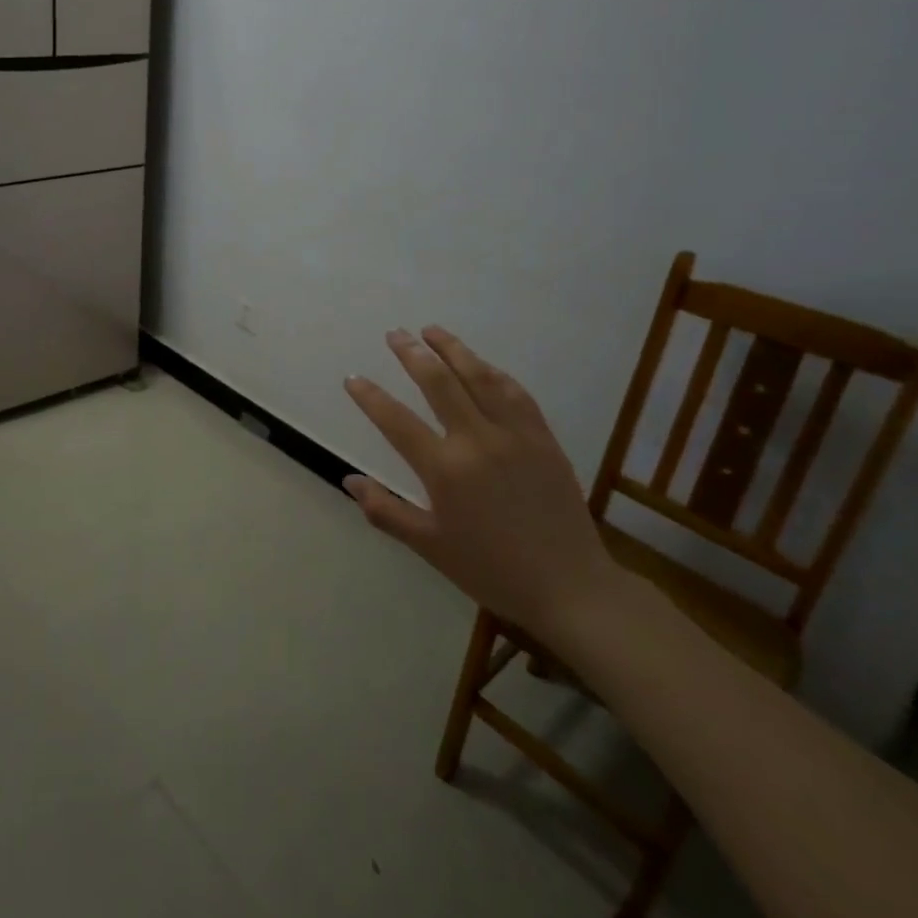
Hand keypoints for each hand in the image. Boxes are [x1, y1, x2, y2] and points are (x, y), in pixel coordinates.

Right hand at [343, 326, 619, 640]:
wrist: (569, 586)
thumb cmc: (491, 569)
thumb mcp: (430, 546)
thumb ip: (386, 511)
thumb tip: (348, 479)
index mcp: (445, 470)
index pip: (396, 421)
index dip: (370, 397)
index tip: (353, 378)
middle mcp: (478, 441)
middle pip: (439, 383)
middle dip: (413, 354)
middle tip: (395, 334)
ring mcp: (515, 435)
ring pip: (480, 377)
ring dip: (454, 349)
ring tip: (433, 330)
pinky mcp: (543, 438)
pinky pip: (516, 393)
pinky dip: (494, 372)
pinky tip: (482, 365)